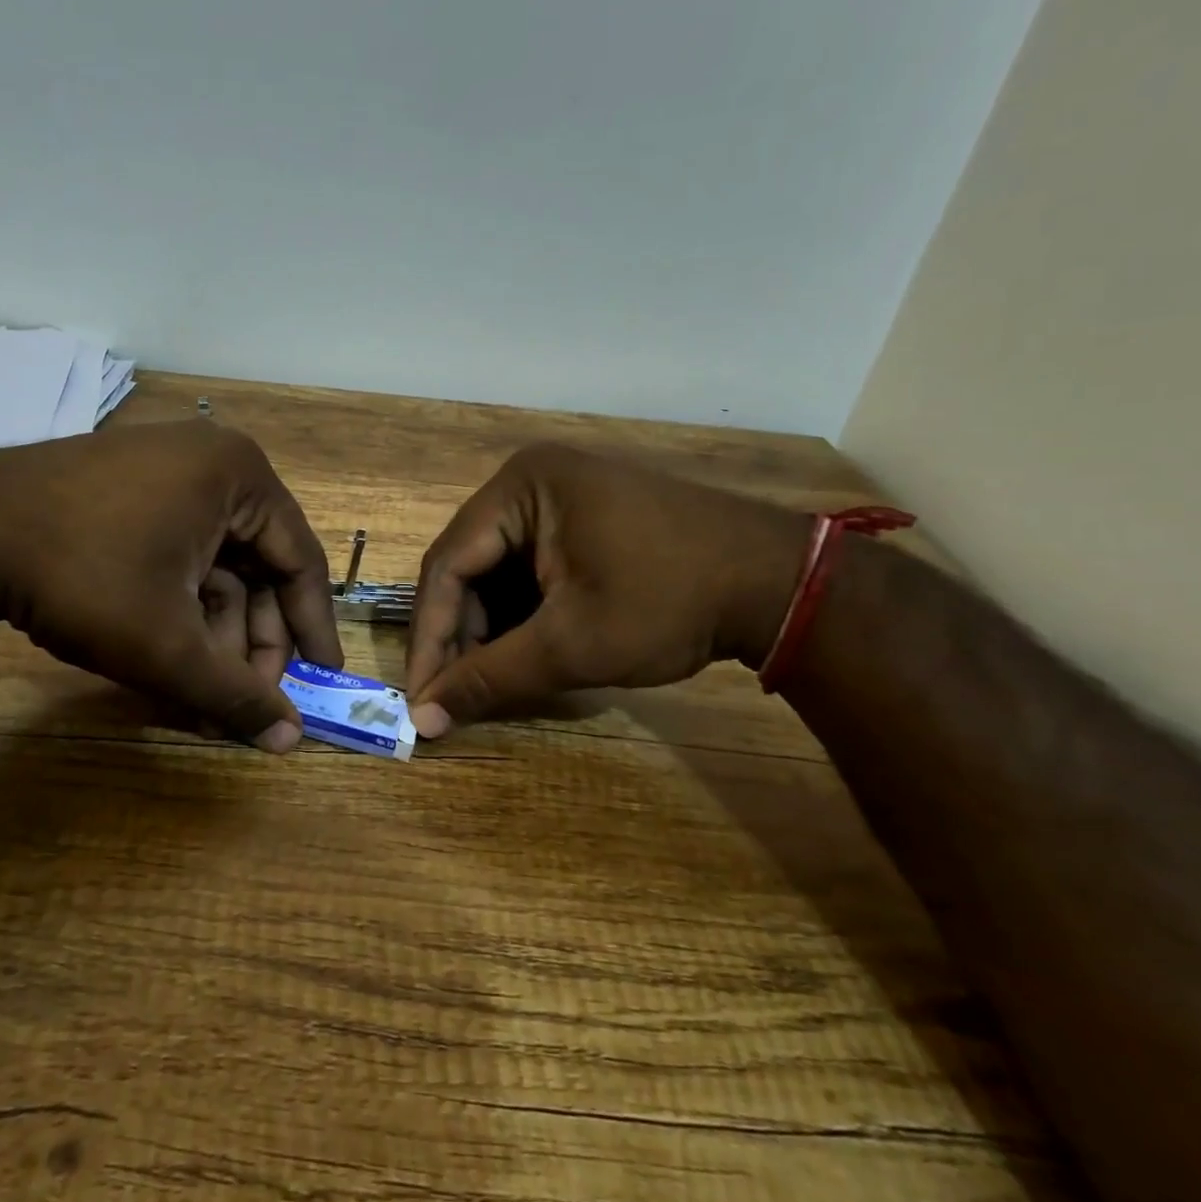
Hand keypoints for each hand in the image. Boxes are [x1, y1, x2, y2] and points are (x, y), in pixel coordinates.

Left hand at [0, 420, 342, 751]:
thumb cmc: (84, 576)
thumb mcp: (167, 644)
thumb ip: (234, 695)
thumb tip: (290, 742)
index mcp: (242, 477)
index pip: (300, 561)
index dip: (313, 629)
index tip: (321, 681)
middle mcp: (214, 463)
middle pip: (257, 566)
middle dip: (251, 640)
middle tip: (244, 700)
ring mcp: (168, 472)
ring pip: (216, 566)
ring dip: (214, 633)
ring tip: (200, 694)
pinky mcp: (130, 491)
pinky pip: (180, 554)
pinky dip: (181, 607)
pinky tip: (171, 658)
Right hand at [405, 443, 806, 737]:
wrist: (779, 584)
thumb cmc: (669, 603)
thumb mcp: (572, 645)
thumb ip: (490, 679)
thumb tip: (424, 720)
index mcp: (520, 487)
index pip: (447, 564)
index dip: (429, 636)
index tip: (420, 696)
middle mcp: (529, 482)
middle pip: (469, 566)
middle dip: (462, 635)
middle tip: (456, 696)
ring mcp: (558, 498)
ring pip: (496, 572)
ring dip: (489, 630)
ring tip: (491, 683)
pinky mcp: (581, 519)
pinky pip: (528, 570)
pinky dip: (520, 615)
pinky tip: (524, 654)